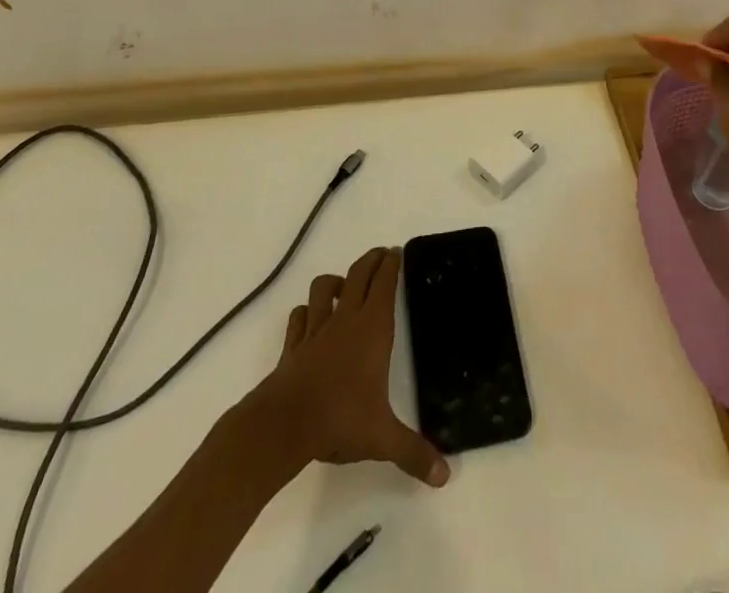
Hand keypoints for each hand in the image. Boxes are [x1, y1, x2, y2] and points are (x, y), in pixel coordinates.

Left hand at [256, 247, 448, 487]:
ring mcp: (316, 329)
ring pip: (323, 287)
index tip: (397, 252)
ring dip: (335, 281)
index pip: (384, 282)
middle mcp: (346, 319)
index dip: (392, 263)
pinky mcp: (293, 345)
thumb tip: (444, 476)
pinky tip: (310, 318)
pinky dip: (305, 311)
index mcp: (372, 328)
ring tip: (344, 284)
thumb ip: (413, 453)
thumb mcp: (382, 439)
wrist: (283, 426)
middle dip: (371, 260)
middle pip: (358, 273)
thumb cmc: (339, 420)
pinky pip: (298, 317)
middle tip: (382, 255)